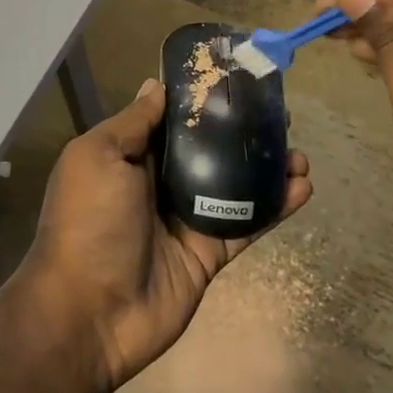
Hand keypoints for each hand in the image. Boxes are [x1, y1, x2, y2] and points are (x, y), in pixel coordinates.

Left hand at [17, 79, 311, 392]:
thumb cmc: (89, 222)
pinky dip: (275, 207)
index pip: (171, 120)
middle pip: (208, 150)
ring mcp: (187, 219)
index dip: (201, 101)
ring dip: (267, 168)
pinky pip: (247, 223)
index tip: (237, 80)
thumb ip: (133, 123)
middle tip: (280, 117)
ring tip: (299, 154)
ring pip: (235, 184)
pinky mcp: (209, 252)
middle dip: (242, 133)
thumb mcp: (98, 157)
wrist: (90, 312)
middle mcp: (159, 183)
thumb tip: (156, 85)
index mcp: (129, 157)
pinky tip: (303, 188)